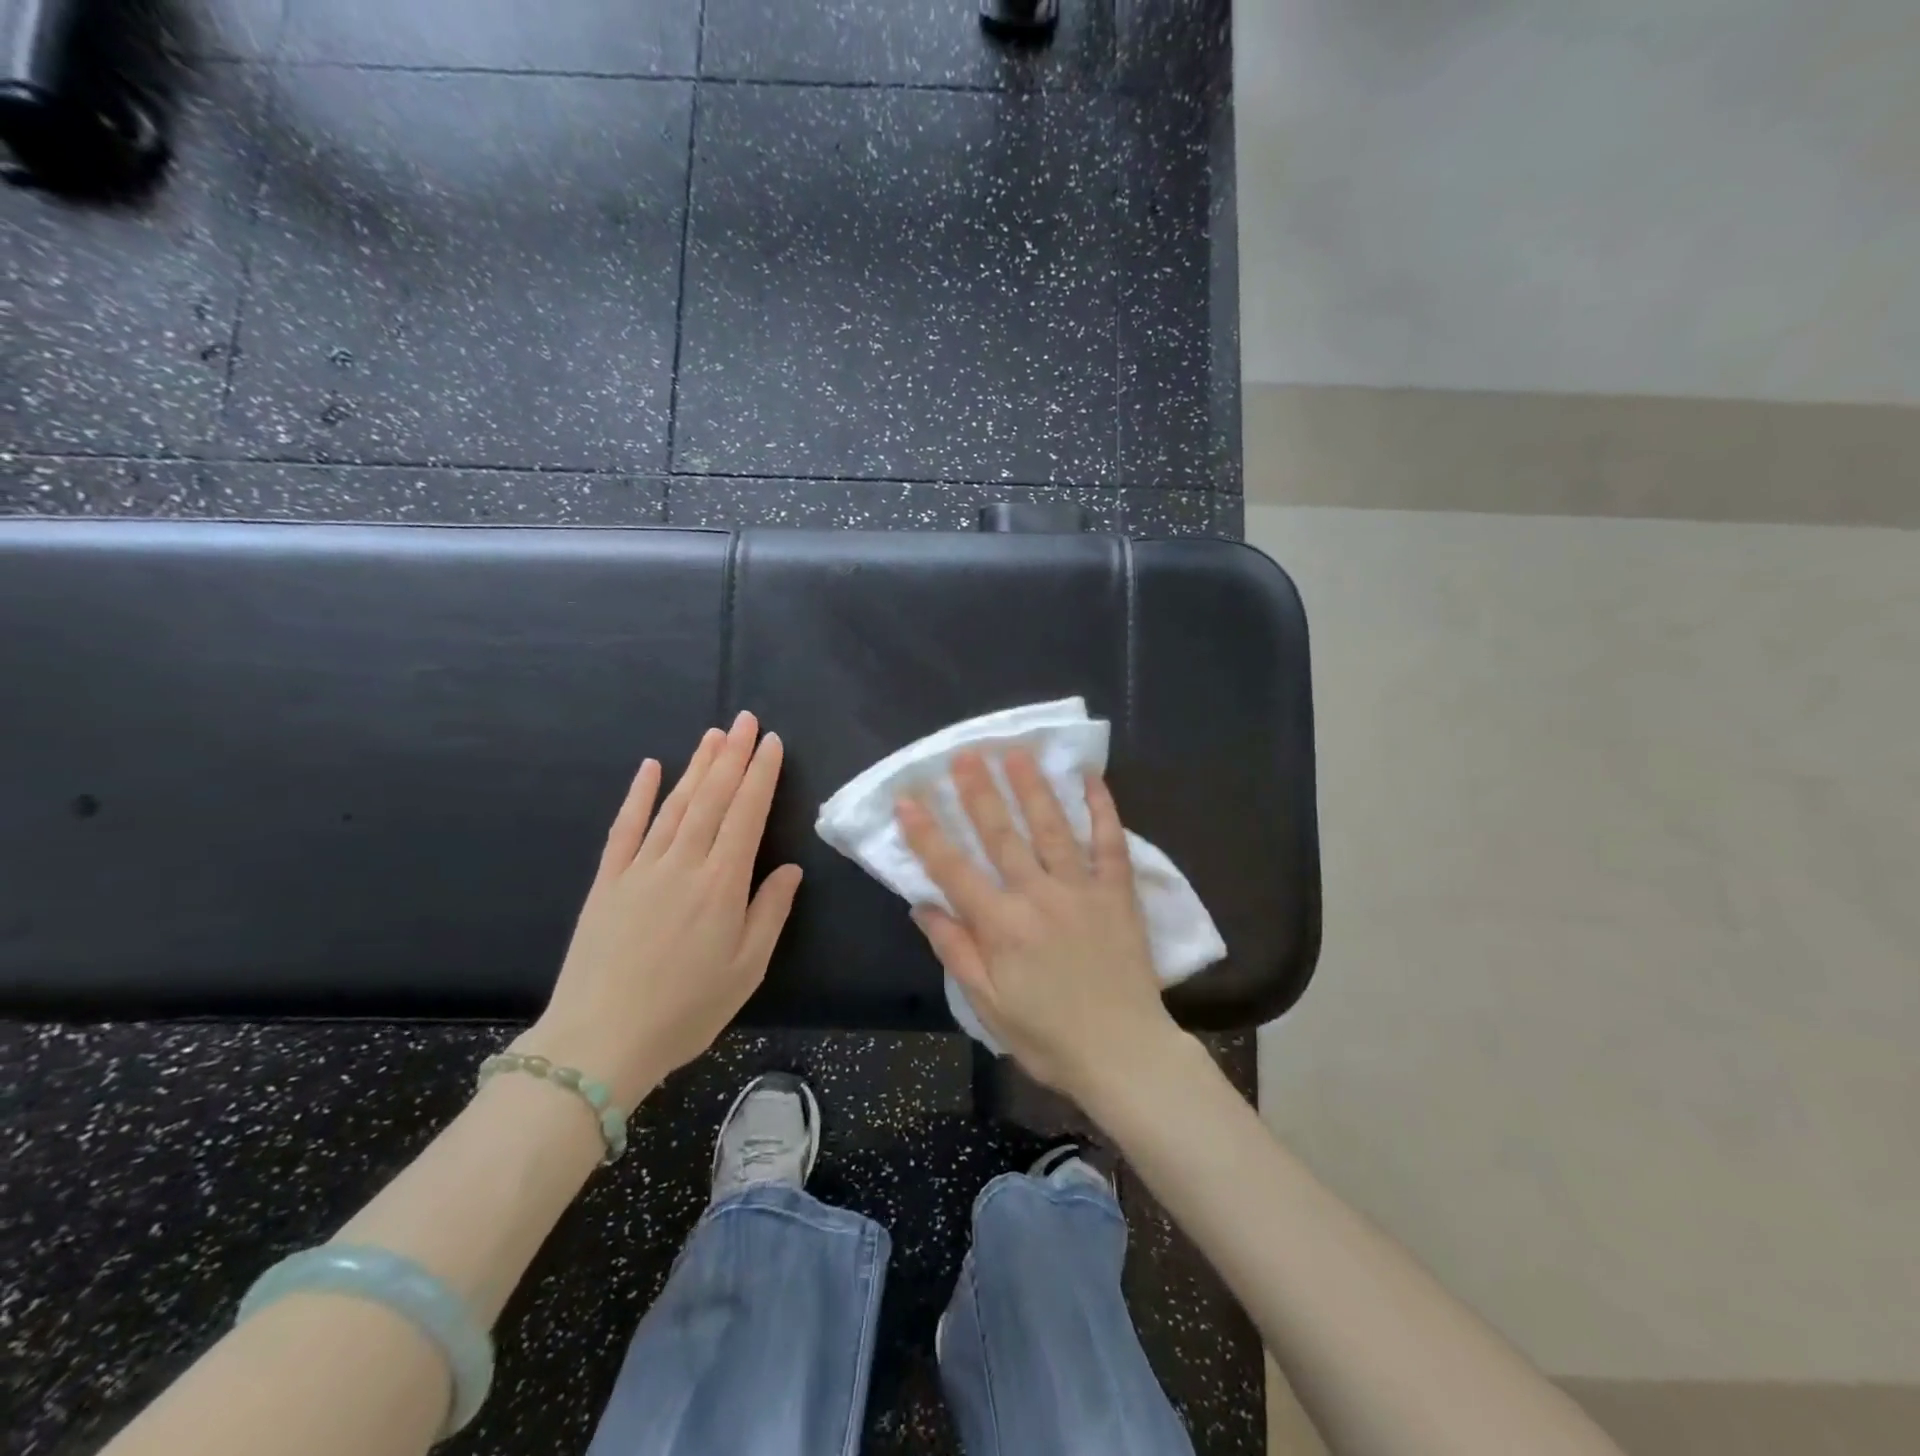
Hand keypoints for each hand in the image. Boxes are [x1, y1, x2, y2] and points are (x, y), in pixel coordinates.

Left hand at [521, 712, 802, 1106]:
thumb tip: (791, 869)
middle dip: (733, 755)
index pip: (747, 814)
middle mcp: (683, 863)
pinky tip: (650, 767)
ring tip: (713, 735)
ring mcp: (641, 868)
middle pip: (712, 797)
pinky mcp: (607, 881)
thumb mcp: (747, 969)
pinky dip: (639, 795)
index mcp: (722, 883)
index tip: (772, 743)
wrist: (599, 1042)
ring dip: (696, 766)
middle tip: (746, 719)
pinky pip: (625, 828)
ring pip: (675, 804)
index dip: (761, 775)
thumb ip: (771, 912)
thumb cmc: (686, 1010)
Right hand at [896, 749, 1181, 1105]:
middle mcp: (1037, 896)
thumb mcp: (988, 1005)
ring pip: (1051, 827)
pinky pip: (1109, 842)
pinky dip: (1101, 809)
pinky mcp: (1117, 893)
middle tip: (965, 754)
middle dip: (978, 792)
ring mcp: (1081, 889)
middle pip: (1001, 835)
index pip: (953, 869)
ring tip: (1015, 753)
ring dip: (1031, 787)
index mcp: (1001, 925)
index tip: (907, 798)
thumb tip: (923, 905)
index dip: (926, 833)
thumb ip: (956, 950)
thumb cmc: (1048, 1036)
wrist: (1124, 1054)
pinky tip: (1090, 778)